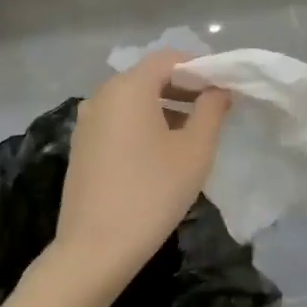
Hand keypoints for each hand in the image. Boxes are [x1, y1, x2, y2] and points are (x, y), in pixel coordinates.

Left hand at [54, 51, 230, 291]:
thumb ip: (211, 110)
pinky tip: (162, 150)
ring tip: (194, 131)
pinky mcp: (82, 146)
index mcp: (129, 87)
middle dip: (184, 86)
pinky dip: (143, 123)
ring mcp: (87, 121)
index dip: (200, 66)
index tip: (225, 87)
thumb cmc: (153, 192)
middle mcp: (102, 95)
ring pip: (132, 100)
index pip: (169, 58)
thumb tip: (218, 90)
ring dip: (165, 106)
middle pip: (148, 76)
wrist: (96, 248)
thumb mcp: (195, 150)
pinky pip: (118, 120)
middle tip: (215, 108)